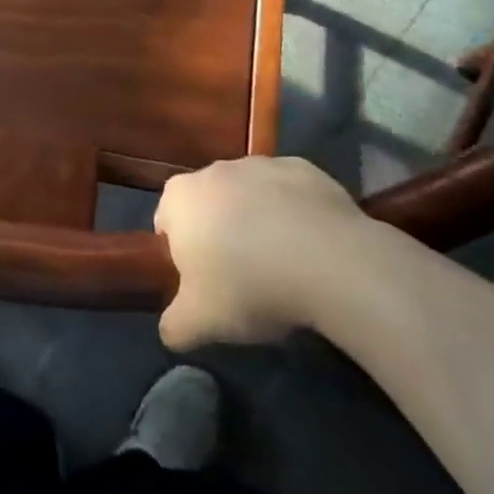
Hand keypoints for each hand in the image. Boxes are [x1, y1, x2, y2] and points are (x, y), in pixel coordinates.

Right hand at [154, 156, 366, 349]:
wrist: (327, 260)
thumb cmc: (248, 285)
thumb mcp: (200, 323)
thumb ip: (174, 325)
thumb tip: (171, 329)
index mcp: (180, 197)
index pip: (166, 223)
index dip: (181, 256)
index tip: (204, 285)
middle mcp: (214, 169)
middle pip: (209, 205)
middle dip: (219, 234)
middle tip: (242, 279)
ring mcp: (260, 164)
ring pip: (249, 196)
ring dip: (257, 221)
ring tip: (282, 265)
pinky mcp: (303, 168)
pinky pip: (289, 193)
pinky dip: (293, 213)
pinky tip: (311, 248)